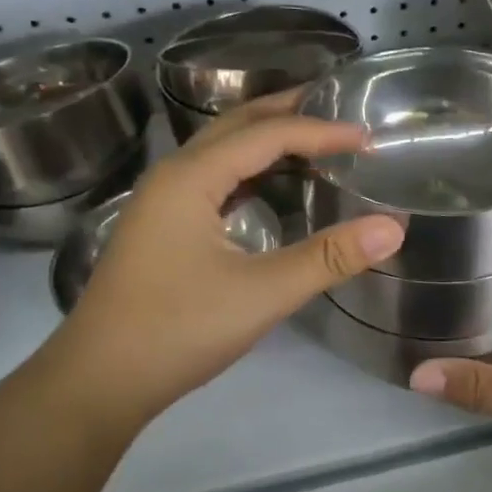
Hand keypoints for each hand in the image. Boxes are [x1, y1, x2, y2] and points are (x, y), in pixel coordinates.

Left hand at [21, 94, 404, 440]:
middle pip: (236, 126)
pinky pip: (212, 179)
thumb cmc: (177, 330)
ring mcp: (161, 202)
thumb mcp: (261, 293)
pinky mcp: (161, 227)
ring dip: (266, 139)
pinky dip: (248, 170)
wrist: (98, 380)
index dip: (320, 131)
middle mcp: (172, 176)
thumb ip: (329, 258)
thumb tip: (393, 228)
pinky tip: (271, 189)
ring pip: (220, 151)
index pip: (266, 135)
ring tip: (313, 140)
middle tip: (338, 110)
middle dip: (287, 113)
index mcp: (191, 177)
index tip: (367, 138)